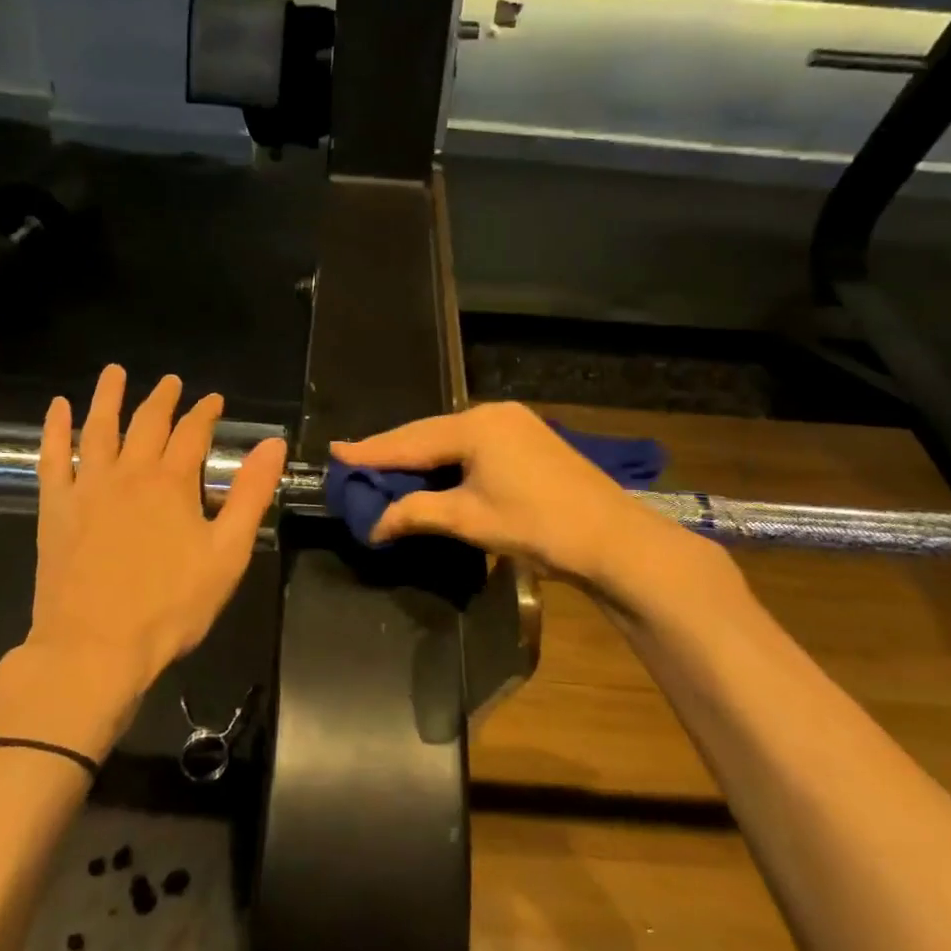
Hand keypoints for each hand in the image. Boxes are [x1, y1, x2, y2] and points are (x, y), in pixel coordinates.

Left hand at [27, 365, 286, 690]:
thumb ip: (251, 495)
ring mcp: (88, 488)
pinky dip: (56, 430)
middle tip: (171, 381)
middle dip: (163, 399)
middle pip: (148, 423)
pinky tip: (58, 408)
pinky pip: (53, 458)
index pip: (193, 432)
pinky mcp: (56, 509)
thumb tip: (273, 444)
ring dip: (108, 397)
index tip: (213, 399)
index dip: (205, 412)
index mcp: (172, 483)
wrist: (94, 648)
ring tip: (114, 372)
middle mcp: (129, 473)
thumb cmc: (170, 606)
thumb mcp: (227, 553)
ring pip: (100, 429)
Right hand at [332, 403, 704, 593]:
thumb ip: (417, 513)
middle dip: (392, 450)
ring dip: (420, 454)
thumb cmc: (538, 525)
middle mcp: (492, 413)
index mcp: (475, 426)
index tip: (336, 451)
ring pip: (451, 436)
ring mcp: (514, 422)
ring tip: (385, 466)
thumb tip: (375, 524)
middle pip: (429, 432)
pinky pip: (472, 442)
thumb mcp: (470, 520)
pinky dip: (447, 457)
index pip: (410, 440)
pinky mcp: (528, 437)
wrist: (613, 537)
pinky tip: (432, 468)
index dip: (371, 450)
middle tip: (354, 459)